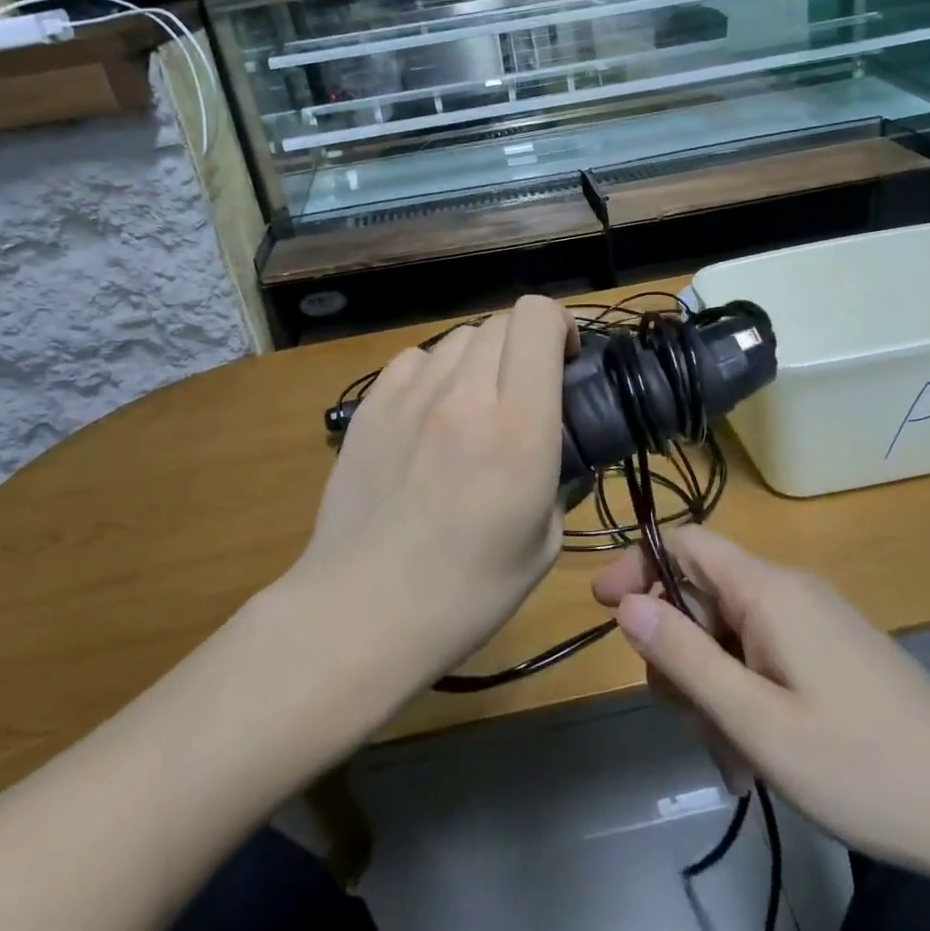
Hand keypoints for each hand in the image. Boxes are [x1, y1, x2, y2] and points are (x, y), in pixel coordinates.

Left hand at [299, 295, 577, 678]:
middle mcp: (464, 395)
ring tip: (478, 402)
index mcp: (518, 428)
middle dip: (526, 344)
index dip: (560, 325)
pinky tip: (433, 411)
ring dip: (482, 358)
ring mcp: (410, 396)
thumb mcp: (543, 543)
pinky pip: (415, 360)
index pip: (537, 320)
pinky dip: (436, 372)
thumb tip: (558, 448)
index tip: (567, 360)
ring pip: (459, 337)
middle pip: (502, 322)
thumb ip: (559, 477)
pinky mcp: (371, 406)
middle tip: (527, 390)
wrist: (362, 610)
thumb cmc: (465, 592)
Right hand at [593, 527, 929, 888]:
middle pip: (702, 593)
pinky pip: (762, 657)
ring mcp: (812, 622)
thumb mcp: (758, 723)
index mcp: (768, 590)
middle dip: (678, 650)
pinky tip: (756, 757)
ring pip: (729, 633)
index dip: (638, 565)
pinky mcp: (829, 653)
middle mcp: (788, 591)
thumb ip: (686, 658)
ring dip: (711, 686)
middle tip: (683, 718)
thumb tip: (626, 604)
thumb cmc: (864, 767)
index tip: (603, 609)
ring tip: (731, 756)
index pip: (685, 543)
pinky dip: (744, 697)